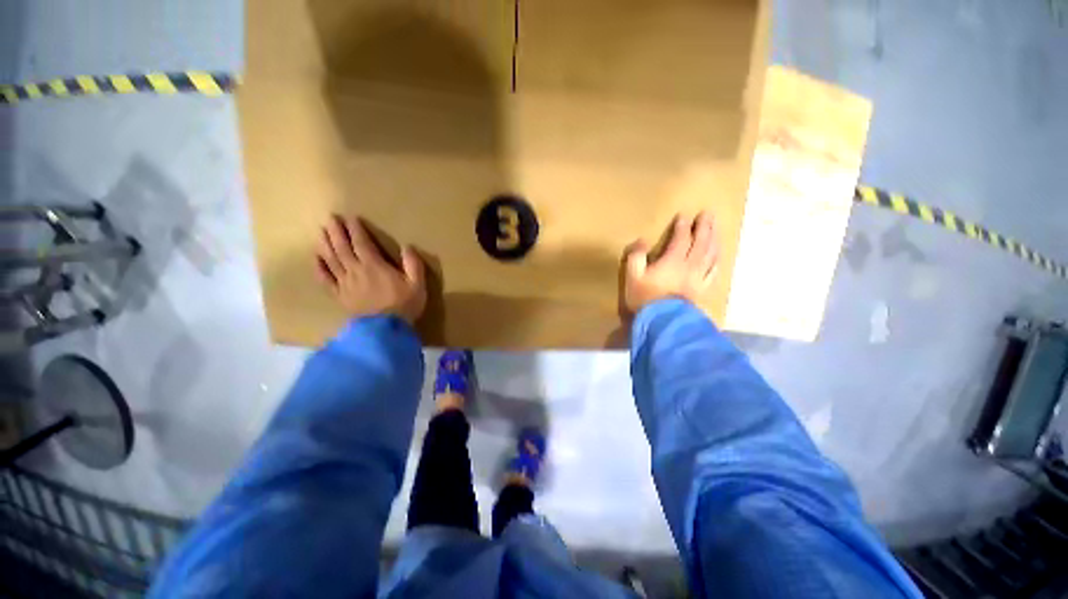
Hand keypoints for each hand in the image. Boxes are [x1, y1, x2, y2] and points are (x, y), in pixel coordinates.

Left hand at [316, 214, 426, 324]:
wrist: (386, 329)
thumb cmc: (404, 305)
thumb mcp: (417, 284)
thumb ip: (413, 265)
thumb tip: (408, 247)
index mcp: (374, 266)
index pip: (362, 243)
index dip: (356, 230)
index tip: (350, 218)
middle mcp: (356, 271)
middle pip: (342, 248)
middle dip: (337, 232)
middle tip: (330, 218)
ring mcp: (345, 283)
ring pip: (331, 260)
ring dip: (325, 244)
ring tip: (320, 232)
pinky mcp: (339, 296)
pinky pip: (325, 279)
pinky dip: (319, 268)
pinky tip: (316, 258)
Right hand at [621, 212, 717, 318]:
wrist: (662, 322)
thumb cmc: (644, 298)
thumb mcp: (632, 276)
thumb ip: (636, 256)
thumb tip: (642, 240)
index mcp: (672, 261)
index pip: (681, 239)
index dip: (682, 226)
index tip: (684, 215)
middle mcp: (690, 266)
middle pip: (701, 242)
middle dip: (705, 227)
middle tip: (709, 213)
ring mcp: (698, 278)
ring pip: (710, 254)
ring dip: (715, 239)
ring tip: (717, 227)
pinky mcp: (702, 289)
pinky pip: (713, 270)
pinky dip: (717, 259)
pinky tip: (718, 254)